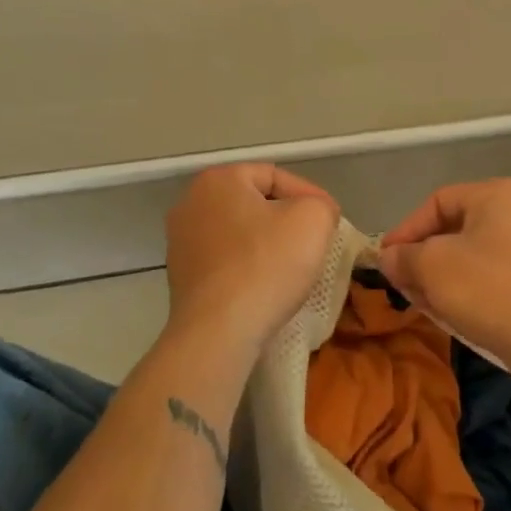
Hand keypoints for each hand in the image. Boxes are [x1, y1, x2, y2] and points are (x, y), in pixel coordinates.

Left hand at [164, 163, 339, 353]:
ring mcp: (180, 243)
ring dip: (267, 246)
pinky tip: (266, 288)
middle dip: (286, 220)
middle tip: (314, 241)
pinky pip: (226, 262)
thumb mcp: (313, 219)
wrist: (219, 333)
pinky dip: (248, 269)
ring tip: (294, 267)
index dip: (309, 196)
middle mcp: (190, 203)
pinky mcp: (180, 278)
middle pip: (255, 204)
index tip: (330, 222)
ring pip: (240, 234)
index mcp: (218, 179)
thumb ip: (320, 204)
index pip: (275, 176)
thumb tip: (316, 213)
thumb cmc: (266, 265)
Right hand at [378, 178, 510, 384]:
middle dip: (421, 259)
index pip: (436, 203)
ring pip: (468, 258)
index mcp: (493, 195)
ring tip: (420, 303)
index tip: (386, 259)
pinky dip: (464, 292)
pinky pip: (488, 280)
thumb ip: (404, 257)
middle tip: (401, 284)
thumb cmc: (488, 286)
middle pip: (452, 231)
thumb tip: (388, 258)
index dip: (406, 230)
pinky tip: (449, 315)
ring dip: (439, 279)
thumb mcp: (432, 266)